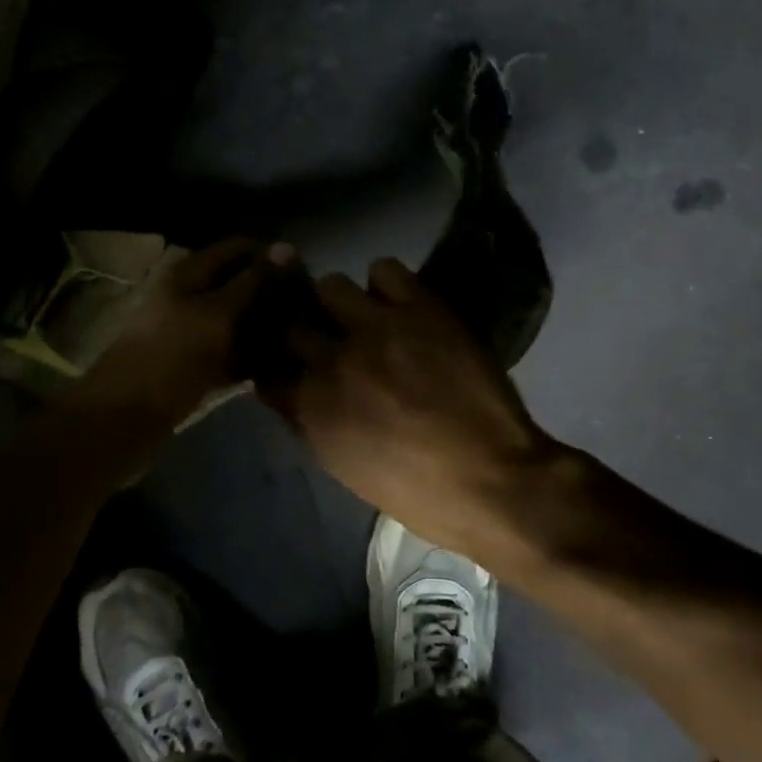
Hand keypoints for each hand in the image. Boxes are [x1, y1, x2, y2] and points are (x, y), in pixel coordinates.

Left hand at [78, 237, 291, 424]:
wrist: (122, 421)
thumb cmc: (171, 359)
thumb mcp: (217, 315)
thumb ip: (252, 282)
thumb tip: (286, 247)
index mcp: (189, 273)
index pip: (239, 248)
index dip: (271, 258)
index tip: (305, 279)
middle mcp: (189, 296)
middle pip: (239, 284)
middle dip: (271, 295)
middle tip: (308, 315)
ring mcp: (190, 331)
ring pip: (237, 320)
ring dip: (264, 327)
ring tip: (300, 341)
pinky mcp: (192, 364)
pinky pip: (229, 352)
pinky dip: (251, 356)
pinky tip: (279, 366)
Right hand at [257, 257, 557, 556]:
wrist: (493, 479)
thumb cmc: (418, 491)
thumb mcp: (344, 466)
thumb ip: (312, 420)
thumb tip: (298, 389)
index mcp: (312, 409)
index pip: (267, 368)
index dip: (274, 361)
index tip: (285, 359)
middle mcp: (333, 361)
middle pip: (291, 321)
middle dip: (300, 327)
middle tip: (321, 332)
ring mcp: (376, 329)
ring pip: (332, 286)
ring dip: (342, 303)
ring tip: (365, 316)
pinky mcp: (419, 308)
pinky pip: (385, 270)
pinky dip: (386, 284)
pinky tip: (399, 303)